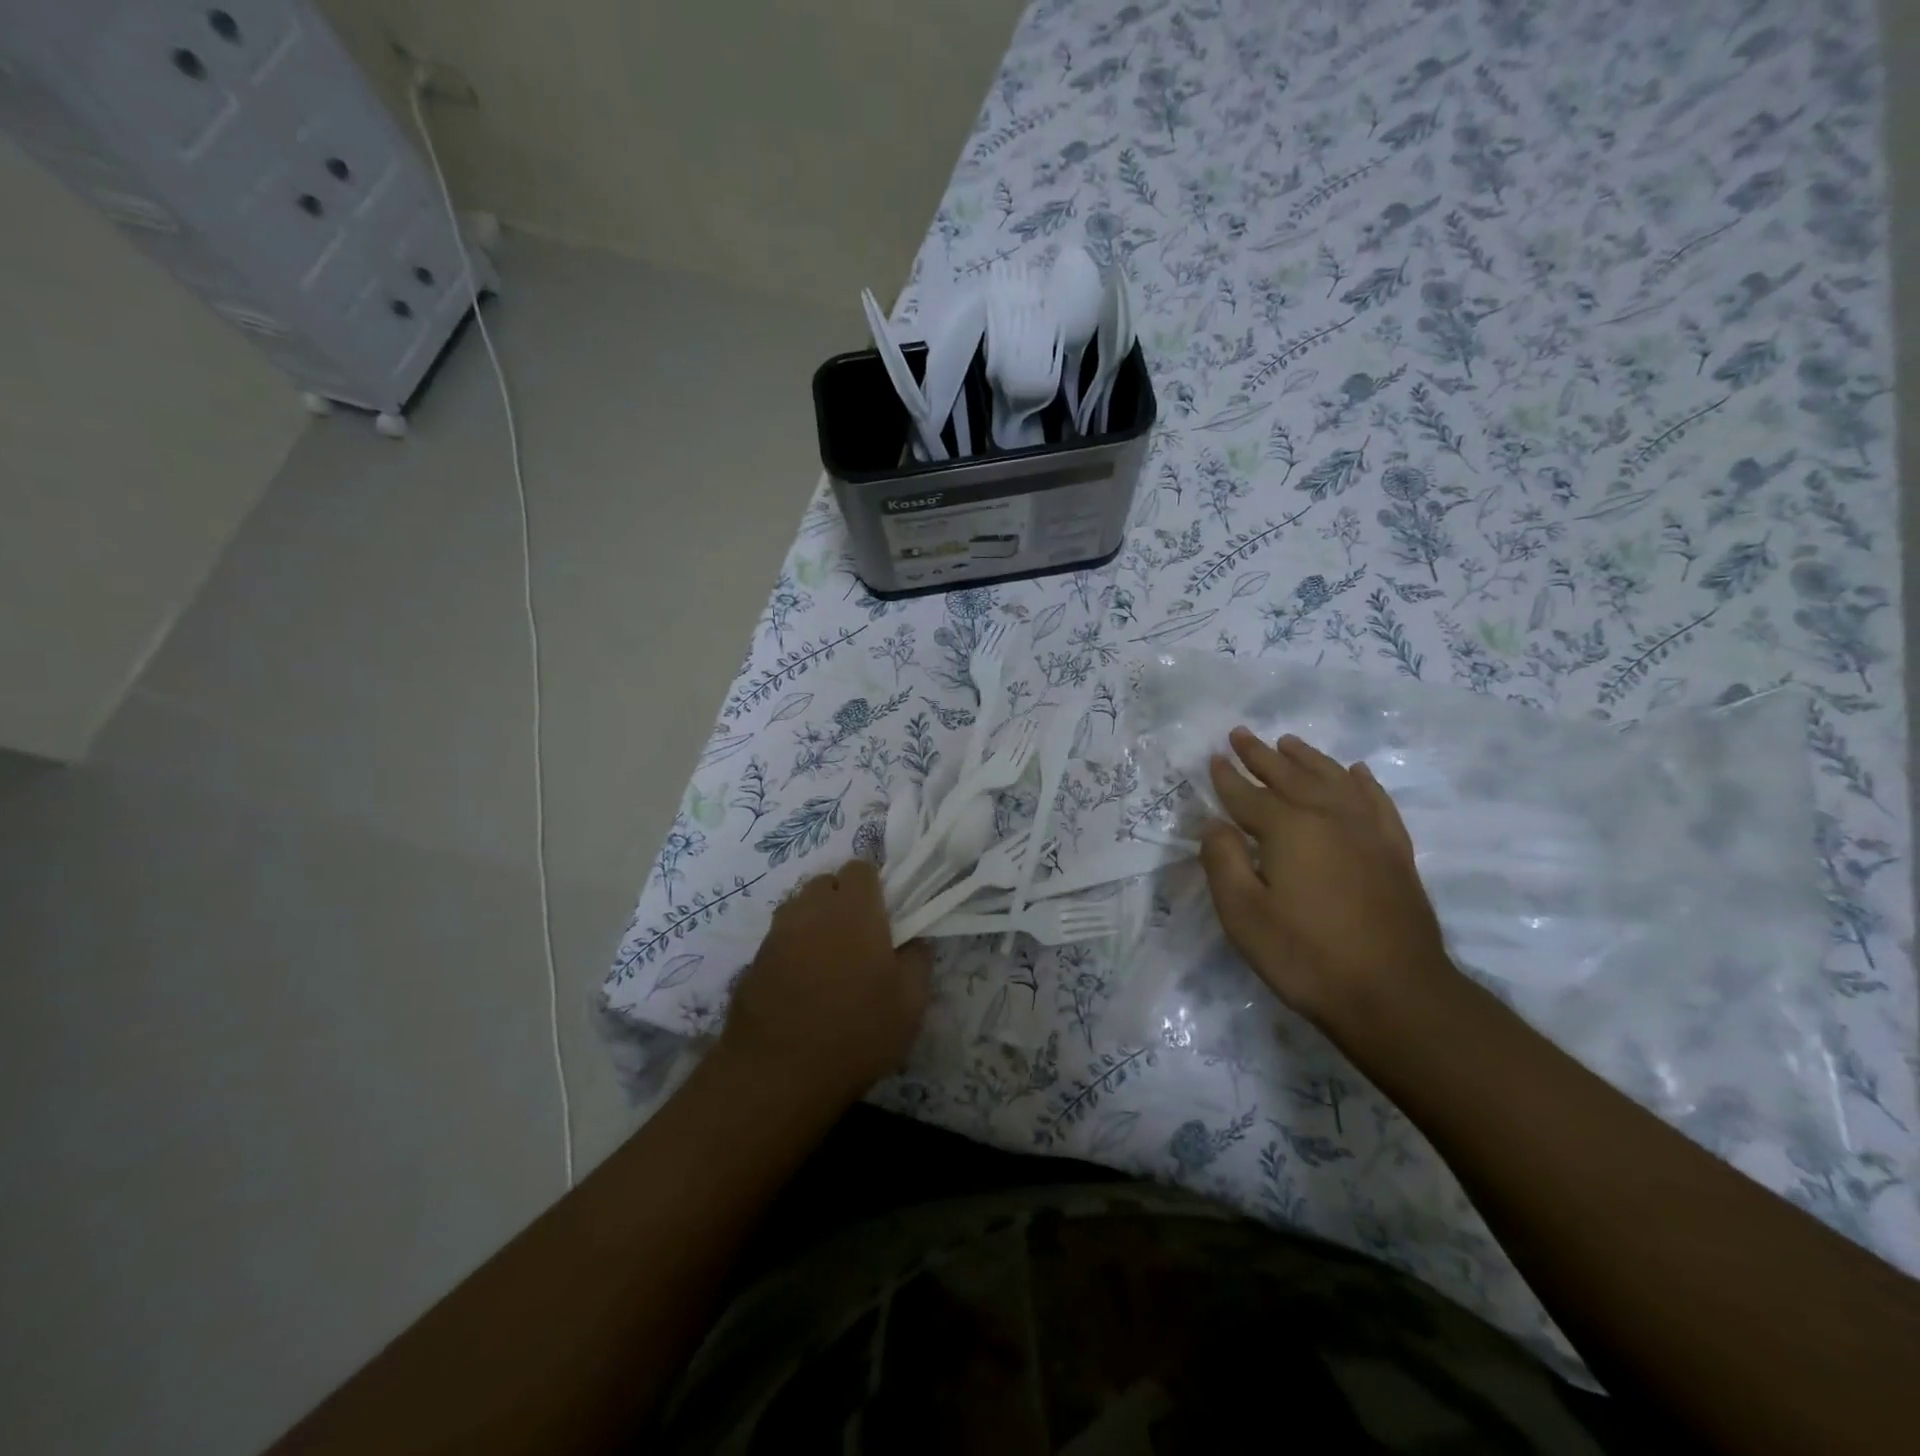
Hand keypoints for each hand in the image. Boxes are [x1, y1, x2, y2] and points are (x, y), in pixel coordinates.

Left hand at [719, 859, 932, 1106]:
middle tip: (860, 938)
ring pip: (800, 908)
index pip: (861, 868)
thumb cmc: (856, 1032)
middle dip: (843, 900)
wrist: (777, 1075)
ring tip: (830, 962)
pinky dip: (794, 949)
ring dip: (816, 922)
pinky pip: (780, 938)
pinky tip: (803, 986)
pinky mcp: (753, 960)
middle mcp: (811, 909)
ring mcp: (777, 933)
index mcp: (853, 908)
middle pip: (827, 883)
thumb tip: (914, 940)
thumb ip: (918, 960)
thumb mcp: (910, 1003)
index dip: (874, 886)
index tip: (885, 915)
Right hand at [1198, 728, 1452, 1028]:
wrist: (1396, 994)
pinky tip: (1356, 772)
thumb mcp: (1243, 914)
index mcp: (1288, 829)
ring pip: (1333, 779)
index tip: (1214, 757)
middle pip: (1289, 776)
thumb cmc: (1306, 955)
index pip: (1248, 795)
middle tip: (1242, 734)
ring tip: (1289, 742)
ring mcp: (1368, 832)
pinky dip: (1362, 782)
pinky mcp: (1396, 852)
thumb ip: (1223, 861)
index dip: (1227, 777)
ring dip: (1308, 758)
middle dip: (1261, 755)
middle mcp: (1329, 817)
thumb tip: (1214, 824)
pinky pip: (1376, 802)